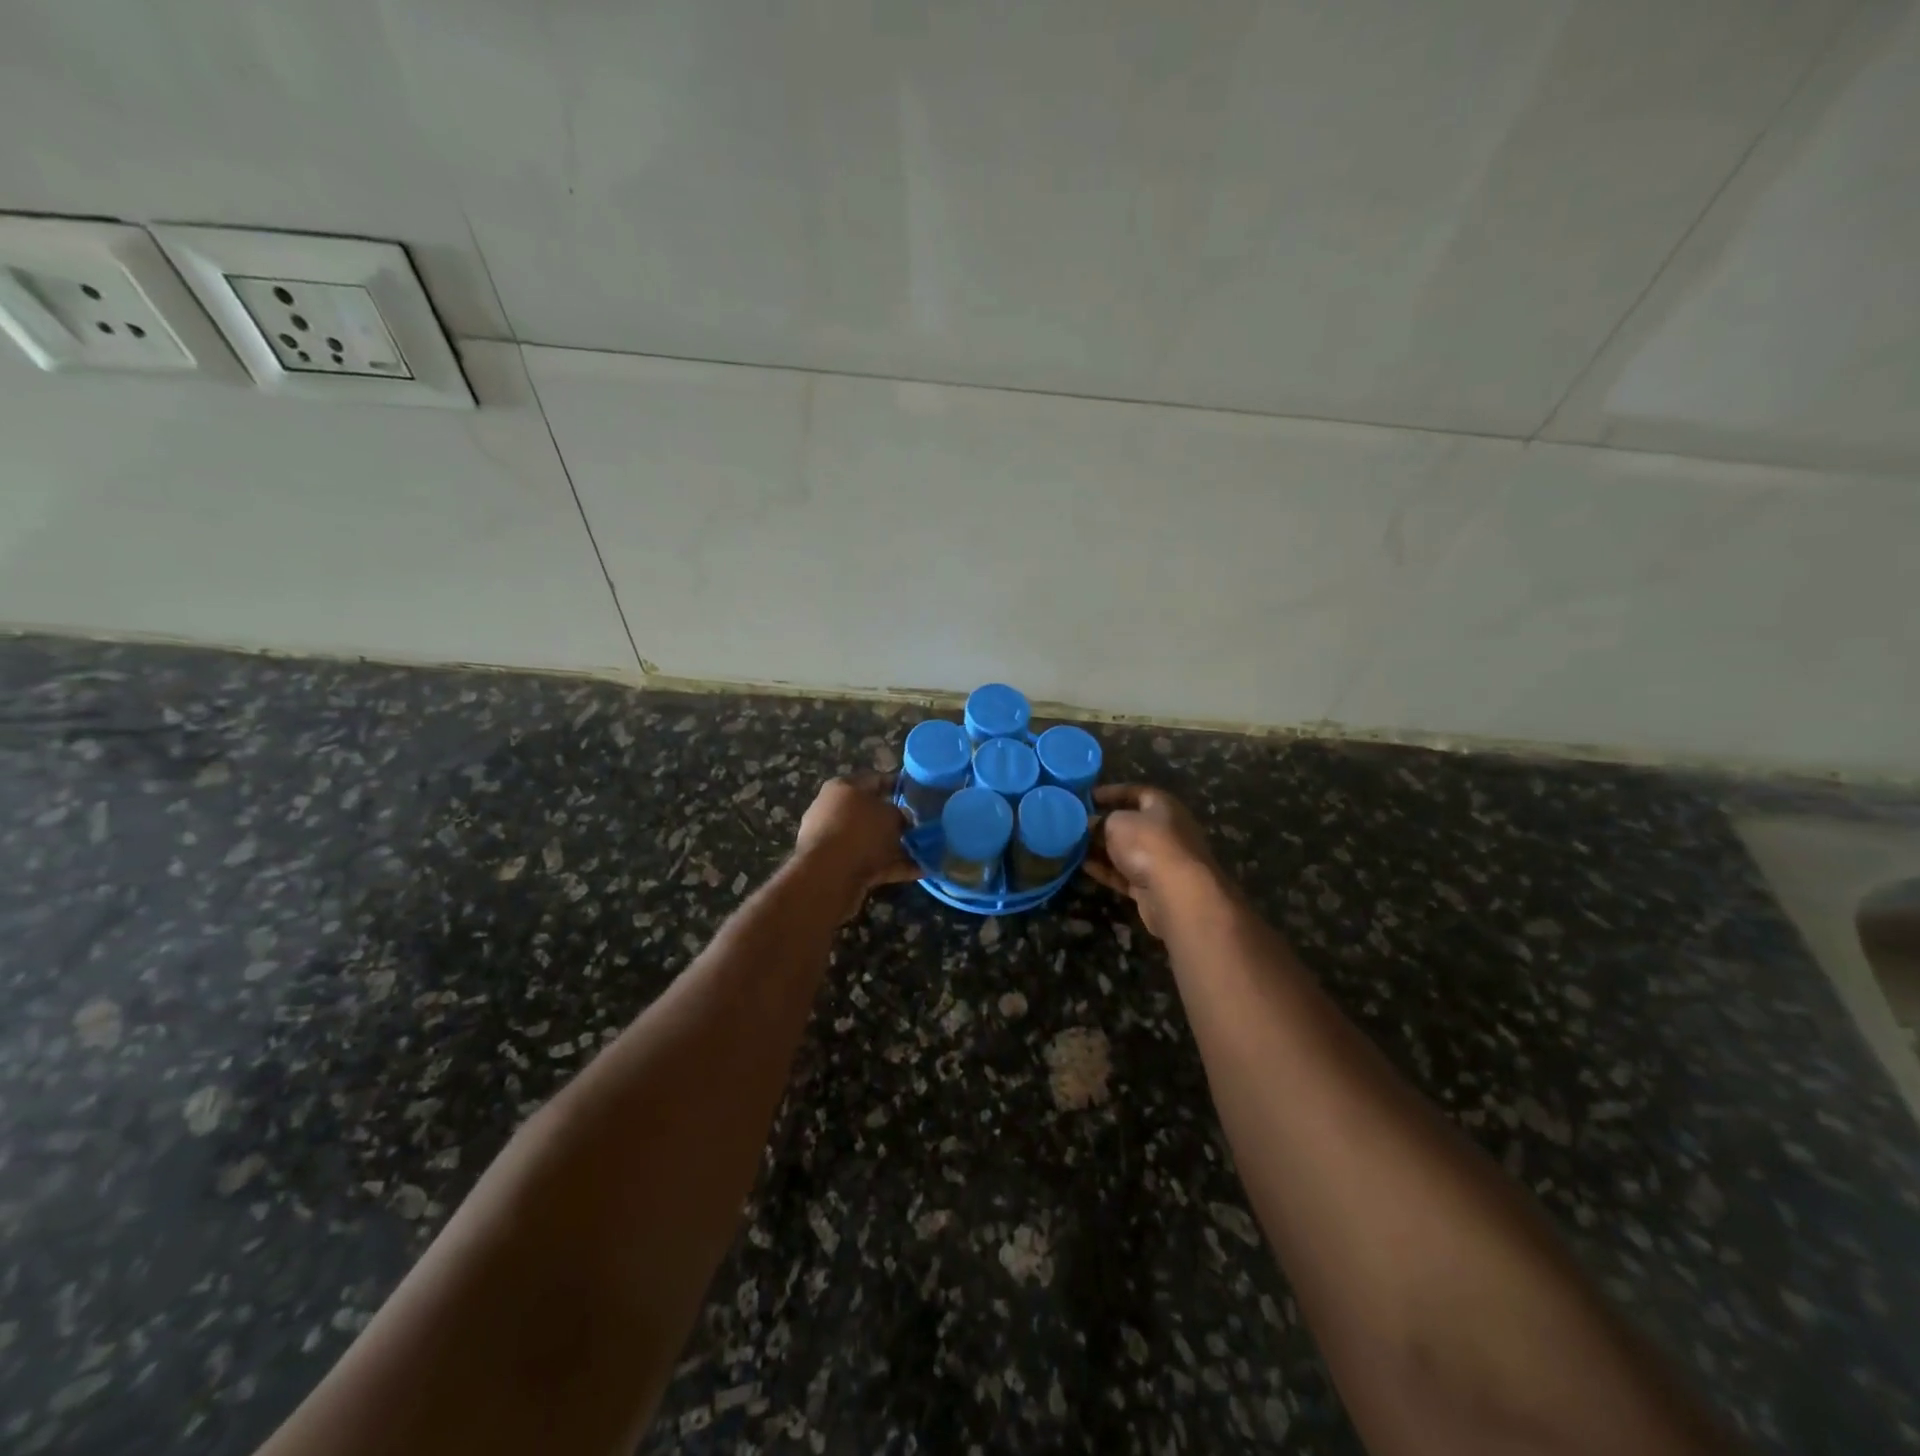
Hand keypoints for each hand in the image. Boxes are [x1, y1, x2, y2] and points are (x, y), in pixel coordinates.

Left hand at [793, 772, 921, 920]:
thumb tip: (903, 818)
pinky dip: (893, 866)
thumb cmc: (860, 832)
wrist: (828, 876)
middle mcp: (834, 810)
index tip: (919, 793)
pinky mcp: (837, 866)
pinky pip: (871, 862)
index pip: (875, 780)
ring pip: (872, 840)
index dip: (899, 785)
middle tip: (921, 827)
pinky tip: (920, 871)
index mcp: (843, 788)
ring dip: (897, 847)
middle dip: (897, 821)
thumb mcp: (891, 815)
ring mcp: (834, 840)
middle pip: (872, 813)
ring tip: (925, 852)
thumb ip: (900, 814)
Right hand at [1083, 785, 1229, 938]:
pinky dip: (1107, 870)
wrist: (1176, 893)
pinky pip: (1126, 873)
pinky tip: (1083, 867)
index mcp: (1163, 806)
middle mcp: (1167, 830)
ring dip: (1102, 849)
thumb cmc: (1147, 844)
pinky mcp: (1155, 885)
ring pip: (1127, 850)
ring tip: (1074, 846)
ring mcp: (1163, 860)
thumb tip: (1091, 824)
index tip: (1087, 797)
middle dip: (1104, 825)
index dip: (1111, 792)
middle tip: (1077, 825)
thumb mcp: (1116, 823)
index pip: (1136, 792)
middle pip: (1132, 823)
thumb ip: (1101, 821)